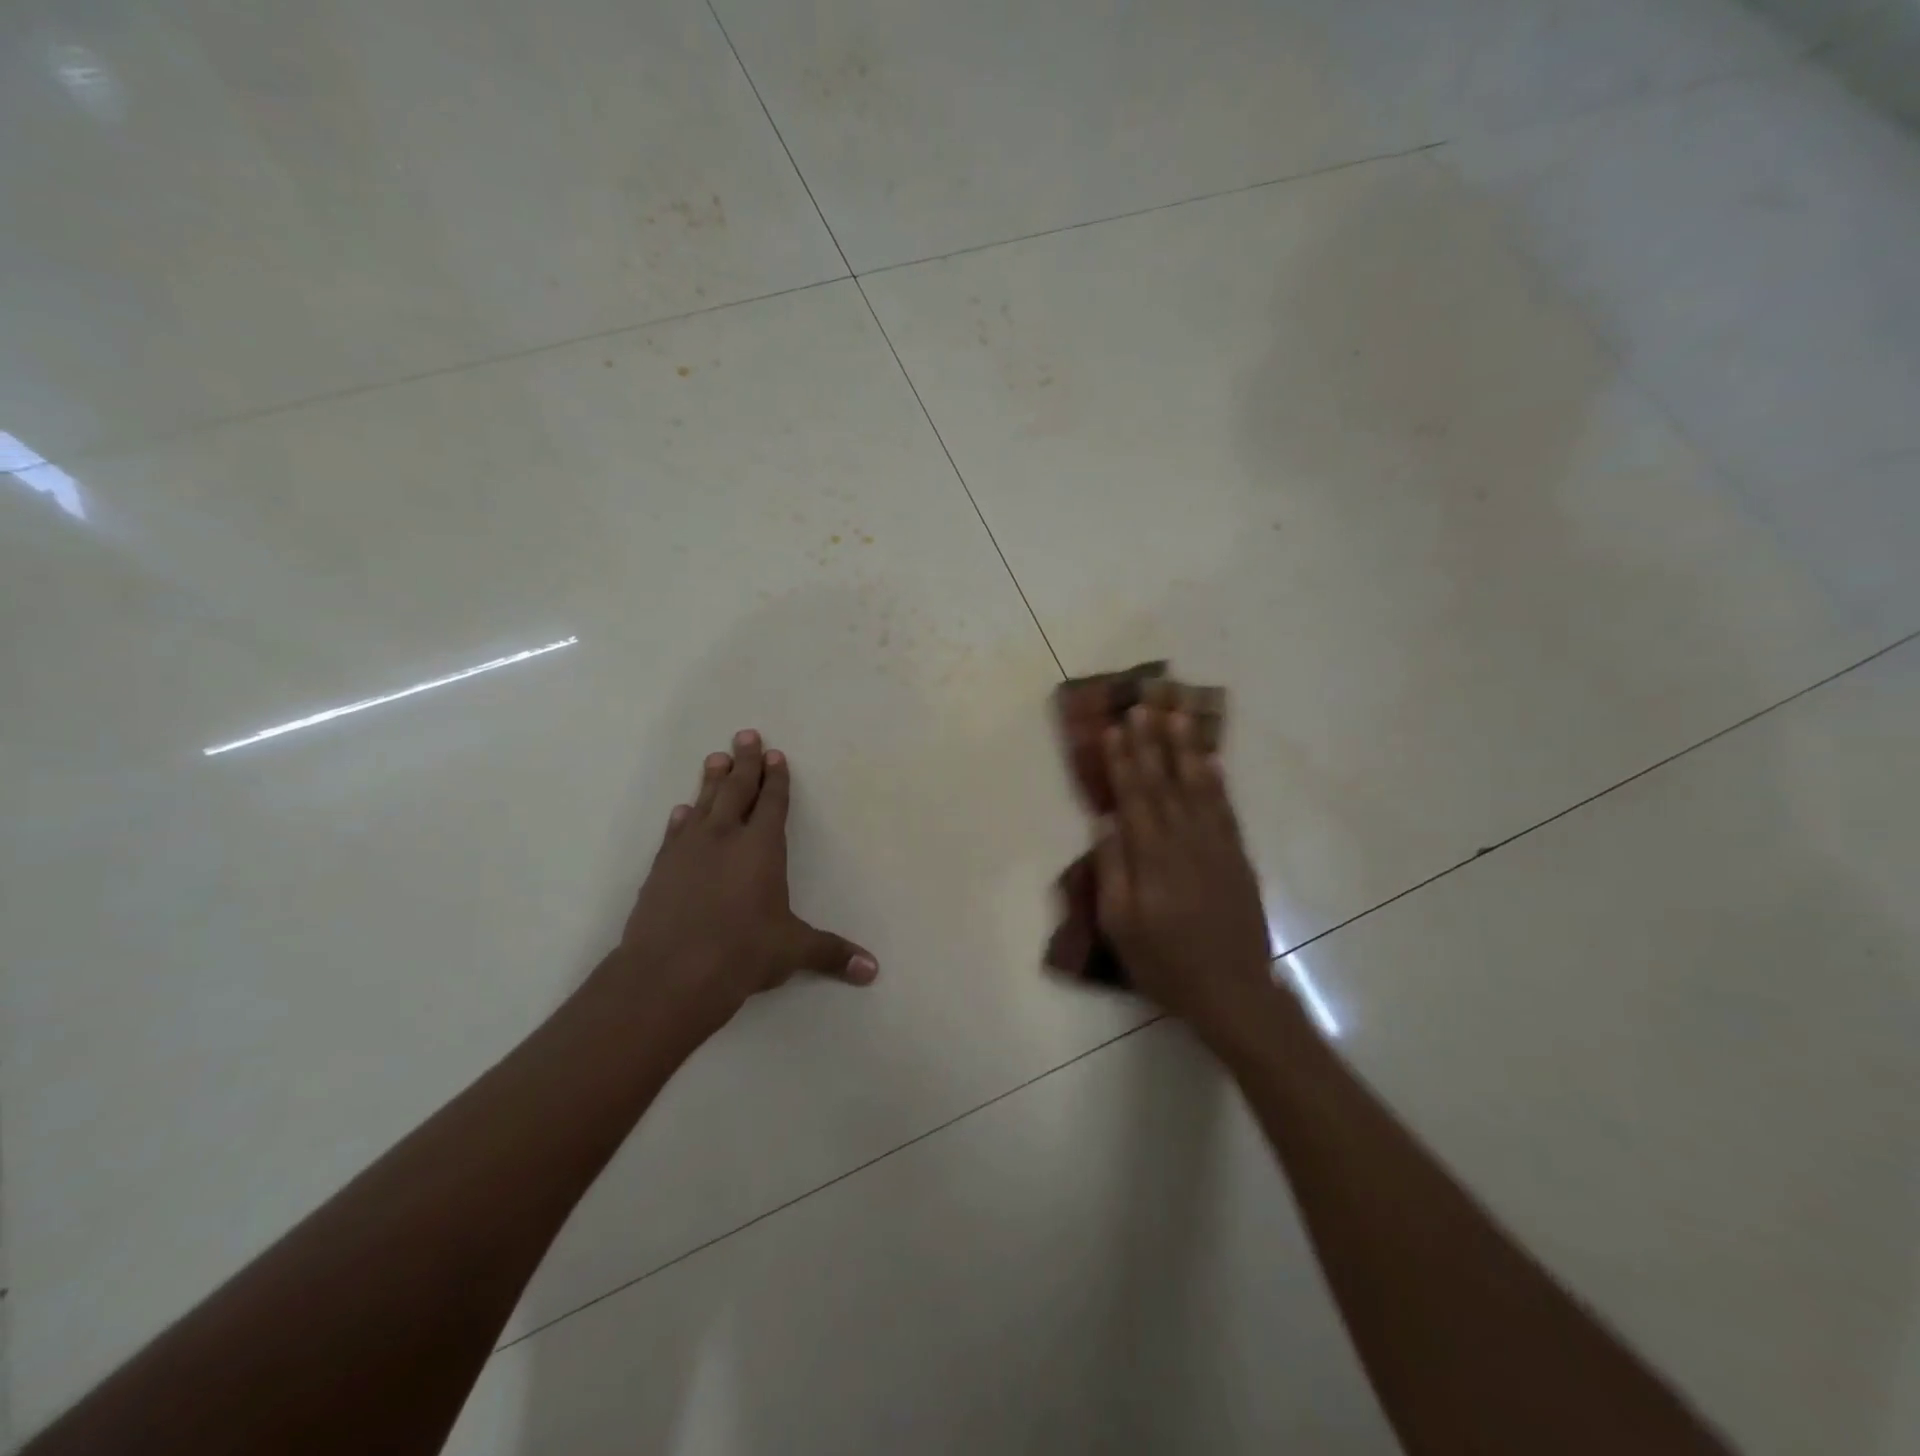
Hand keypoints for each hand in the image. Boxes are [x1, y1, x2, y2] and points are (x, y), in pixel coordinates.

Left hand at [605, 730, 876, 1040]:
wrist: (669, 975)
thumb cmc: (741, 954)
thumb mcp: (792, 951)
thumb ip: (832, 953)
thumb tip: (873, 970)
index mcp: (761, 848)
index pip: (772, 803)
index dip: (776, 778)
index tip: (775, 754)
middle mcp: (724, 838)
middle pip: (736, 790)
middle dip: (744, 763)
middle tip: (745, 736)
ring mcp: (688, 851)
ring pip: (703, 804)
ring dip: (711, 781)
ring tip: (715, 758)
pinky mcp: (661, 870)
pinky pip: (675, 833)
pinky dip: (682, 818)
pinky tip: (682, 811)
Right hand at [1093, 707, 1275, 1038]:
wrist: (1233, 991)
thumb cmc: (1165, 963)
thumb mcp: (1122, 926)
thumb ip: (1113, 871)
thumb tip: (1105, 822)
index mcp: (1152, 859)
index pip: (1134, 797)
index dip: (1123, 760)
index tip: (1114, 727)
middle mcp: (1185, 841)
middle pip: (1164, 782)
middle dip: (1151, 740)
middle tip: (1144, 701)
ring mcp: (1216, 846)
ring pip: (1197, 786)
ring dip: (1185, 747)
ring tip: (1177, 712)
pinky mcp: (1237, 856)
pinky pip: (1225, 808)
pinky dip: (1215, 780)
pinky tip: (1208, 759)